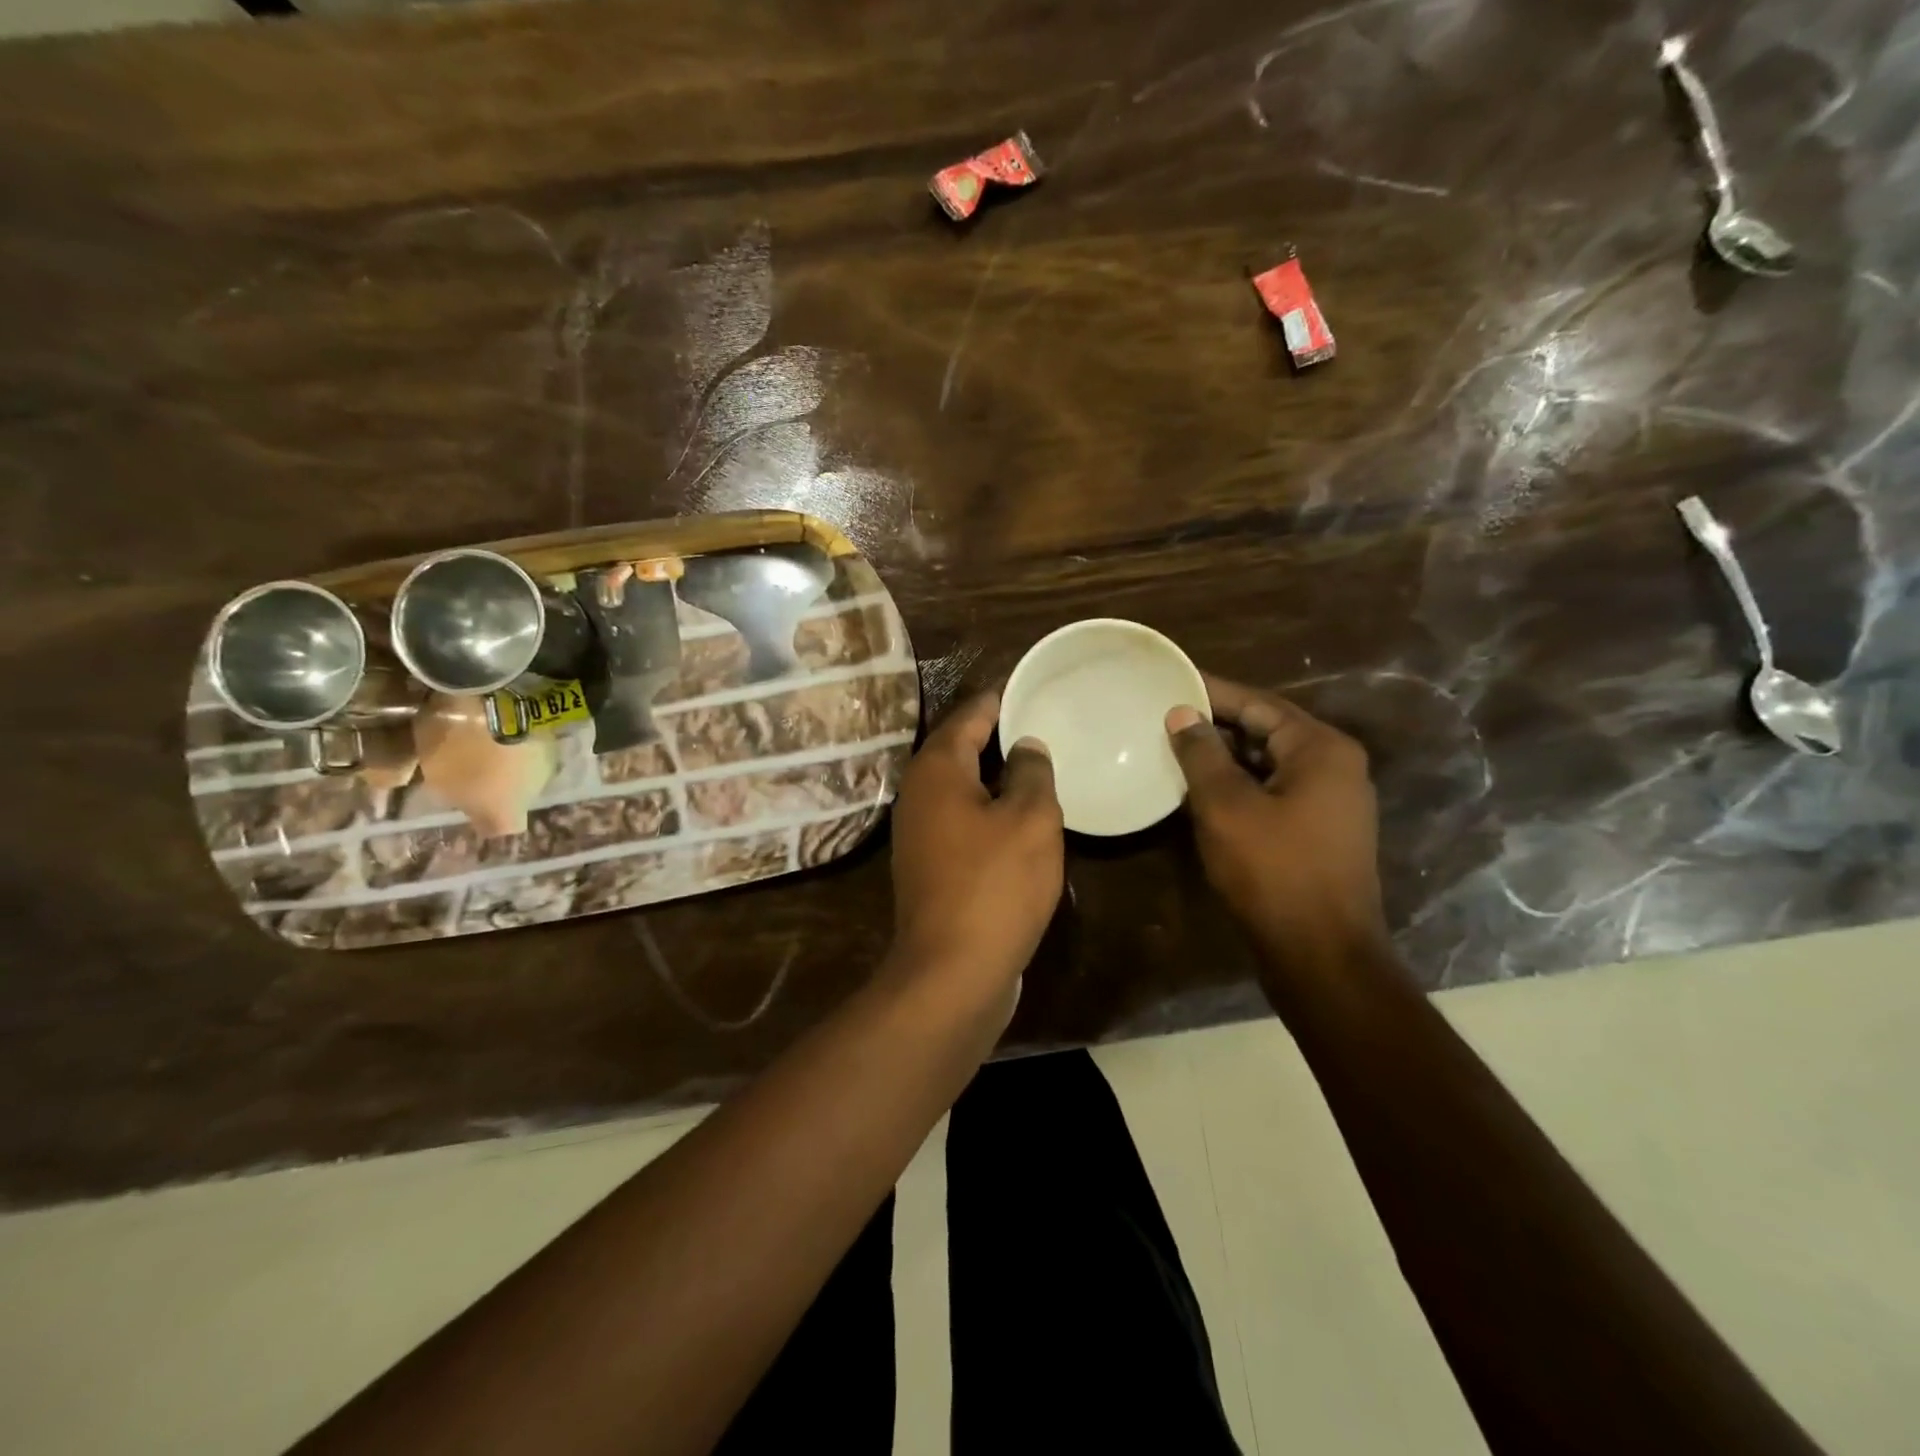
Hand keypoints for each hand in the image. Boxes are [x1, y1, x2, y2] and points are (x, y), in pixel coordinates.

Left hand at [888, 690, 1064, 1009]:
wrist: (952, 971)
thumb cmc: (995, 884)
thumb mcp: (1030, 819)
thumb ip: (1031, 772)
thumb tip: (1025, 745)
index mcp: (937, 769)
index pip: (970, 715)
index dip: (1000, 699)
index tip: (1030, 687)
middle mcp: (918, 793)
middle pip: (959, 749)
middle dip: (997, 736)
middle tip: (1042, 724)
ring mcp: (917, 833)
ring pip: (960, 787)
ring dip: (994, 776)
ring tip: (1037, 767)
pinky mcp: (927, 866)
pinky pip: (961, 820)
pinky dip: (987, 810)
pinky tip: (1019, 820)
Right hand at [1166, 675, 1386, 967]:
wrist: (1321, 955)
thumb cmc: (1273, 871)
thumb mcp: (1226, 806)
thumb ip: (1202, 754)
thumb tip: (1183, 714)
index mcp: (1321, 749)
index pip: (1259, 703)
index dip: (1213, 691)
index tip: (1173, 680)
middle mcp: (1335, 767)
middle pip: (1267, 730)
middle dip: (1217, 723)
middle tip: (1166, 713)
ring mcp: (1331, 802)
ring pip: (1268, 763)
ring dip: (1225, 756)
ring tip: (1174, 747)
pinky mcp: (1318, 832)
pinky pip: (1273, 791)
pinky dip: (1238, 785)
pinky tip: (1199, 790)